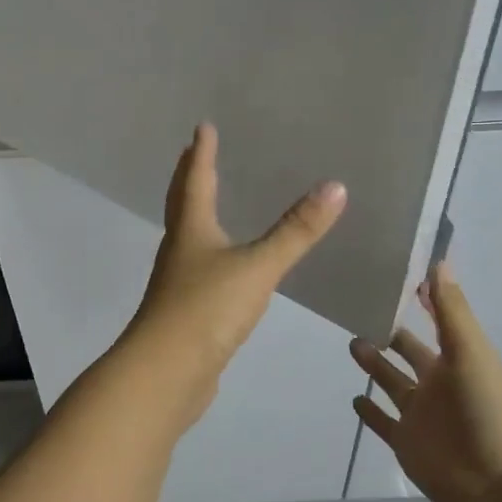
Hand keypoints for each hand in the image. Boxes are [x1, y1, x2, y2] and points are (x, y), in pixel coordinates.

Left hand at [124, 123, 345, 426]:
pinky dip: (209, 254)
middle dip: (190, 177)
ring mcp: (179, 283)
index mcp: (191, 230)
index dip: (201, 153)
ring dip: (196, 214)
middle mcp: (179, 250)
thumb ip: (295, 231)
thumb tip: (335, 186)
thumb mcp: (257, 267)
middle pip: (181, 204)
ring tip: (211, 203)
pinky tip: (222, 266)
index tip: (203, 127)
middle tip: (195, 154)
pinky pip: (198, 270)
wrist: (166, 374)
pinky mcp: (186, 313)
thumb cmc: (206, 310)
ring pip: (187, 237)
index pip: (196, 181)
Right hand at [350, 262, 501, 501]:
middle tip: (361, 308)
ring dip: (374, 364)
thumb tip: (438, 261)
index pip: (437, 320)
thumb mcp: (471, 352)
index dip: (422, 300)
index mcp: (458, 357)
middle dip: (391, 331)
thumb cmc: (488, 410)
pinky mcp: (405, 441)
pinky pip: (383, 421)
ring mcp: (420, 413)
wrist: (497, 485)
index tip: (398, 276)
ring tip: (352, 341)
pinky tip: (353, 397)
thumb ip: (451, 311)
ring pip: (391, 382)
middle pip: (409, 351)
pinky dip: (369, 411)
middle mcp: (438, 382)